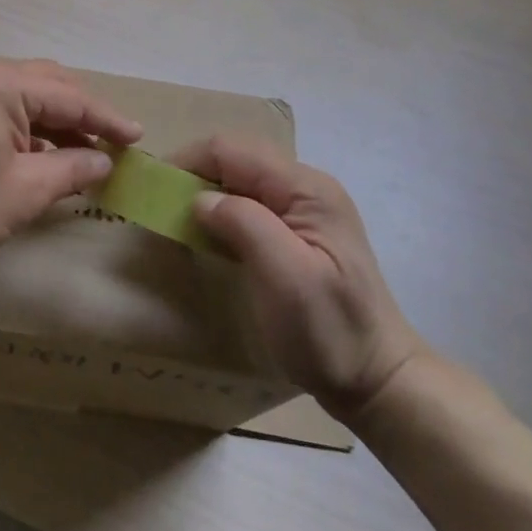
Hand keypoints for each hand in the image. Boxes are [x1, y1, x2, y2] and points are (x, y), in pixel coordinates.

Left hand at [0, 60, 142, 264]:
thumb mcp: (26, 190)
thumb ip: (72, 169)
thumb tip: (104, 161)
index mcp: (4, 85)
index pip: (71, 97)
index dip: (107, 119)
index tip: (138, 137)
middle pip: (50, 85)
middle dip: (84, 113)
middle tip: (114, 140)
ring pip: (28, 95)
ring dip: (58, 121)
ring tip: (86, 153)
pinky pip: (6, 107)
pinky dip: (32, 127)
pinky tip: (48, 155)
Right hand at [174, 134, 424, 419]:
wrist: (377, 380)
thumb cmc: (329, 331)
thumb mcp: (286, 278)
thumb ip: (243, 224)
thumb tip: (199, 199)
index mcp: (306, 189)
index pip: (231, 150)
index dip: (187, 162)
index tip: (154, 193)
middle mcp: (305, 187)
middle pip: (234, 158)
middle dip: (192, 174)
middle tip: (161, 207)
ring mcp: (303, 208)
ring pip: (238, 178)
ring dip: (203, 192)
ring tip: (176, 220)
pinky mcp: (296, 231)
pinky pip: (247, 202)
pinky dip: (218, 211)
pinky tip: (206, 235)